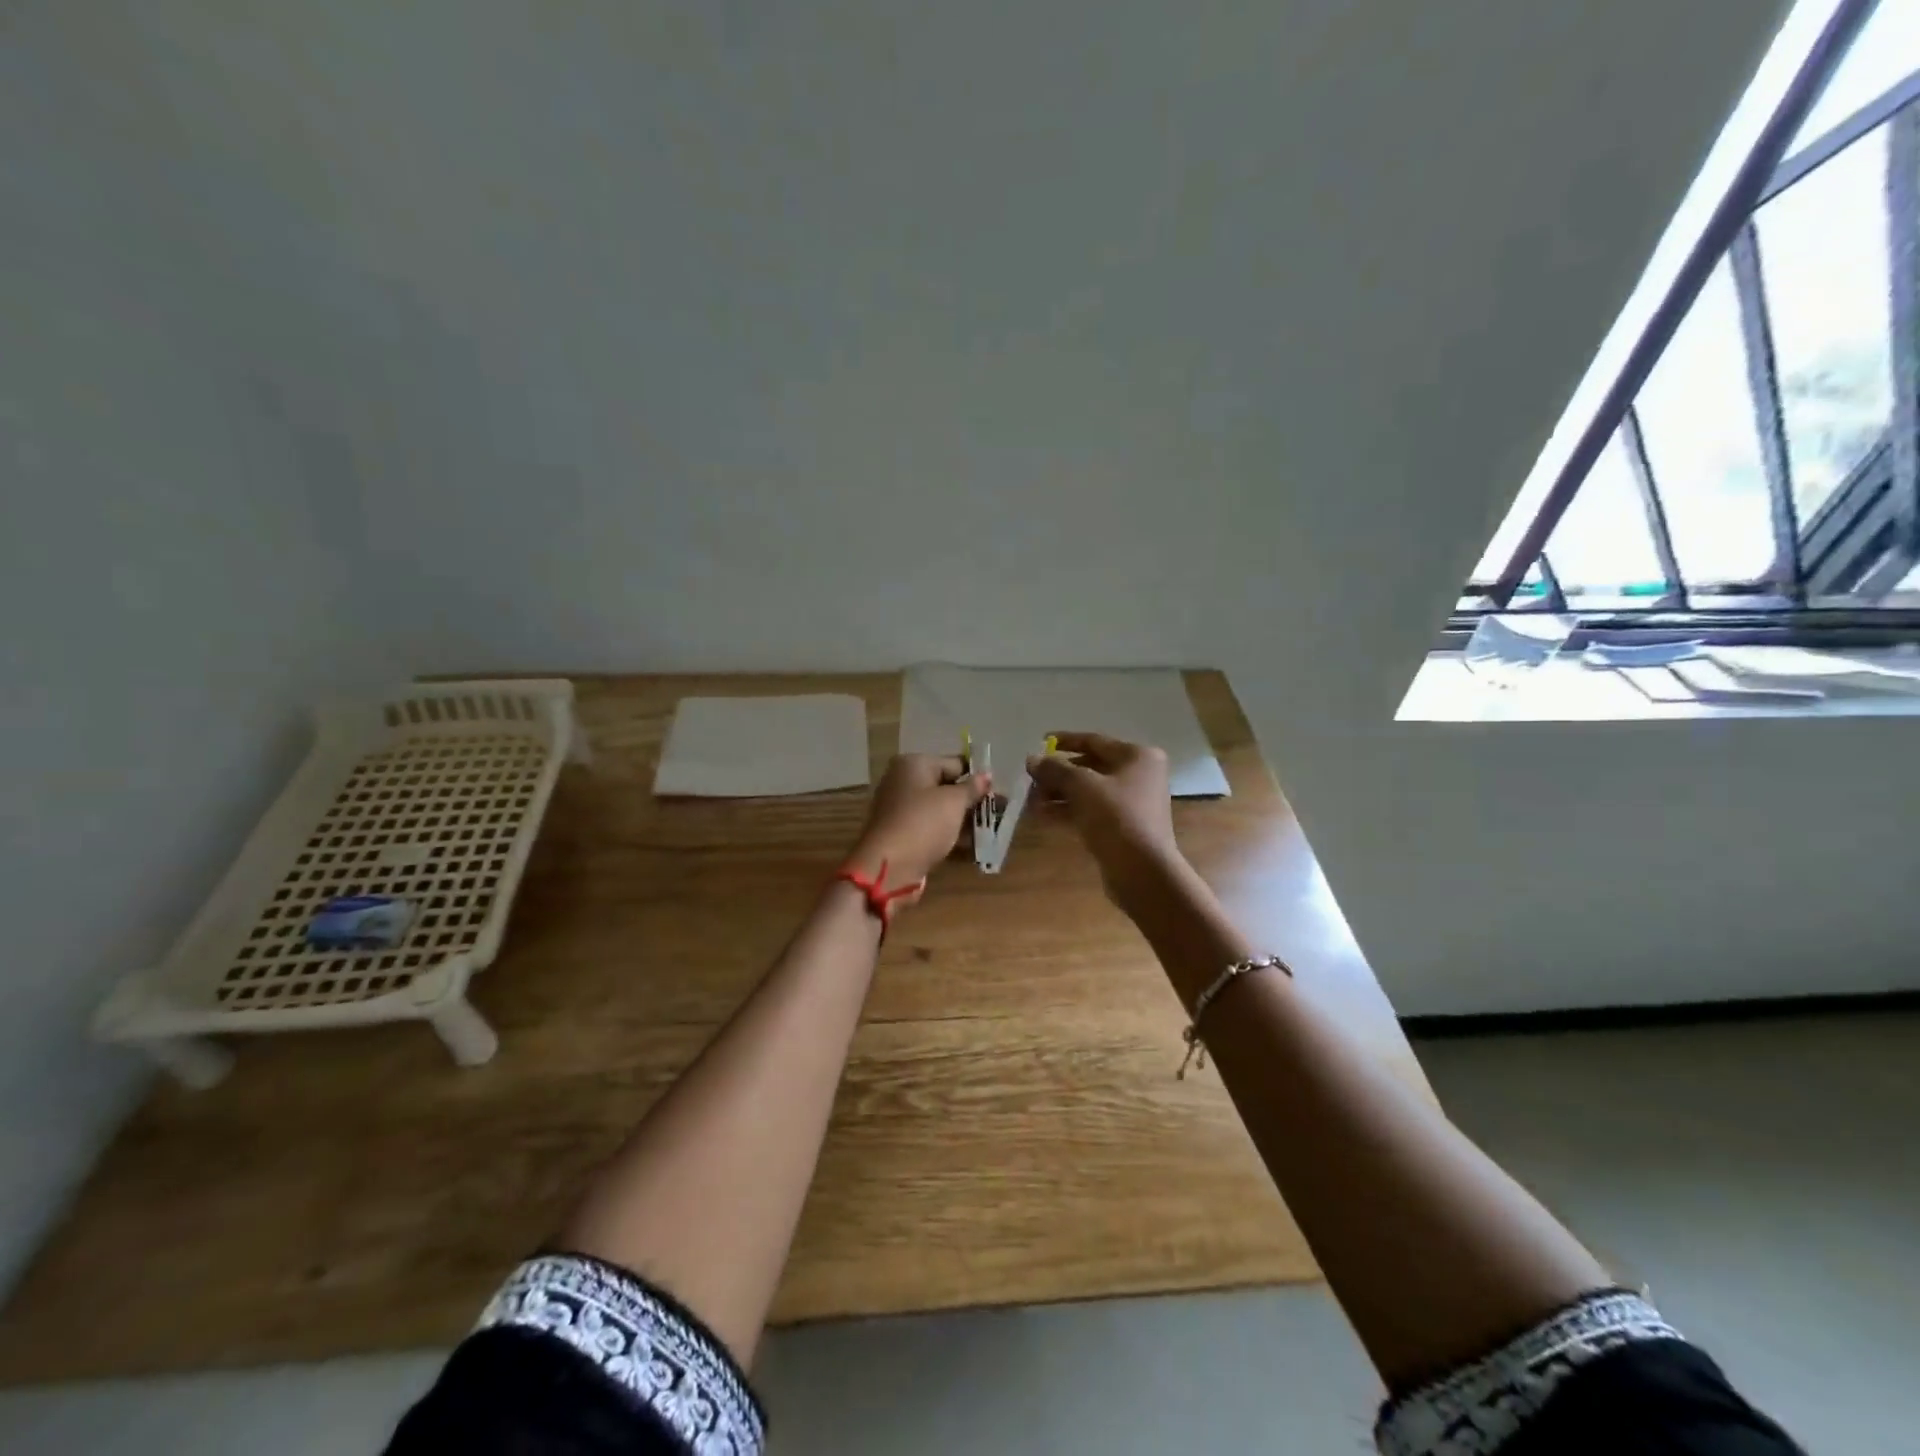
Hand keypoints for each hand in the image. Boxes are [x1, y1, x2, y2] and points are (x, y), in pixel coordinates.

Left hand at [846, 754, 990, 892]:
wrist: (888, 867)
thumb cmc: (923, 823)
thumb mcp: (953, 802)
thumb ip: (972, 788)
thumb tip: (986, 776)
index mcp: (913, 765)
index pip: (954, 763)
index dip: (977, 777)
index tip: (999, 791)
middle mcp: (903, 782)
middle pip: (945, 786)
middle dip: (971, 799)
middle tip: (999, 810)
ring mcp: (901, 809)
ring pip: (940, 809)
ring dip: (964, 819)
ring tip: (991, 829)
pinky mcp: (903, 834)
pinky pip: (932, 828)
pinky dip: (950, 833)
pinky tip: (973, 845)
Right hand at [1027, 732, 1182, 905]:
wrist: (1142, 871)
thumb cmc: (1116, 817)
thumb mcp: (1081, 786)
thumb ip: (1055, 769)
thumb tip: (1031, 759)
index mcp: (1137, 756)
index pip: (1094, 741)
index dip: (1064, 741)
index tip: (1038, 743)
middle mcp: (1139, 775)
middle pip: (1090, 767)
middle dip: (1058, 773)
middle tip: (1030, 779)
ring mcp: (1132, 803)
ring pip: (1088, 791)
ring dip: (1059, 794)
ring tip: (1030, 800)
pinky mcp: (1123, 827)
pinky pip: (1091, 811)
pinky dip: (1068, 811)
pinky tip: (1042, 815)